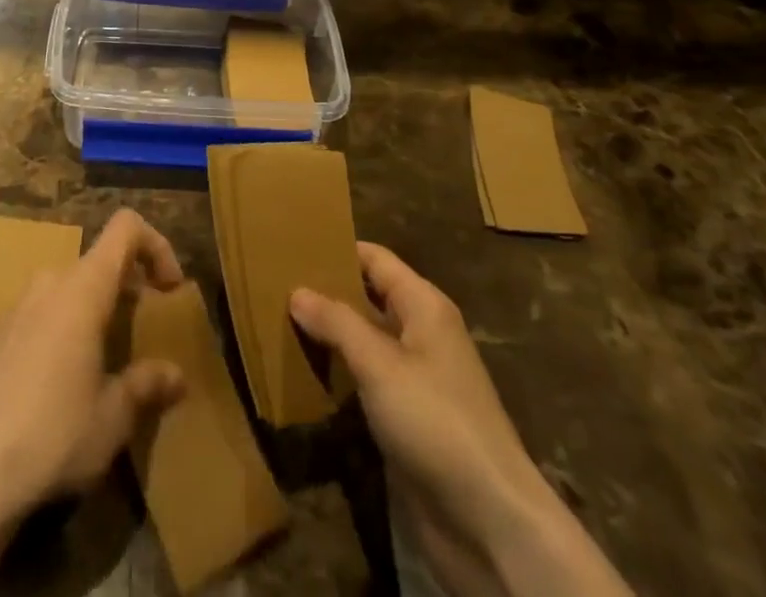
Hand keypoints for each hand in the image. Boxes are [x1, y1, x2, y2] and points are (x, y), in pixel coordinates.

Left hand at [0, 211, 189, 596]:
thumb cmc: (53, 436)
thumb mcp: (113, 417)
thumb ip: (146, 386)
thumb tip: (177, 375)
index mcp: (82, 288)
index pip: (125, 228)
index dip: (156, 244)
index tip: (170, 290)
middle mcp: (49, 283)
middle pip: (98, 260)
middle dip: (128, 286)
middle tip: (144, 330)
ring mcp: (17, 308)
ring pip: (69, 287)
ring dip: (96, 308)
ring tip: (108, 359)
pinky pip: (42, 312)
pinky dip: (65, 327)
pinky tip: (64, 382)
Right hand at [292, 242, 532, 516]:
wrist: (489, 521)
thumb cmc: (436, 421)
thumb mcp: (380, 364)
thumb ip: (336, 322)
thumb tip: (296, 291)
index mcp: (424, 305)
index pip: (374, 259)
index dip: (337, 249)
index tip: (292, 245)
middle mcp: (422, 333)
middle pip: (369, 297)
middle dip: (327, 291)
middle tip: (276, 285)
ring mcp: (417, 378)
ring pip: (366, 340)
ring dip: (331, 334)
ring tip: (280, 322)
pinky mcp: (409, 418)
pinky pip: (368, 380)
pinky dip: (341, 372)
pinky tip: (307, 372)